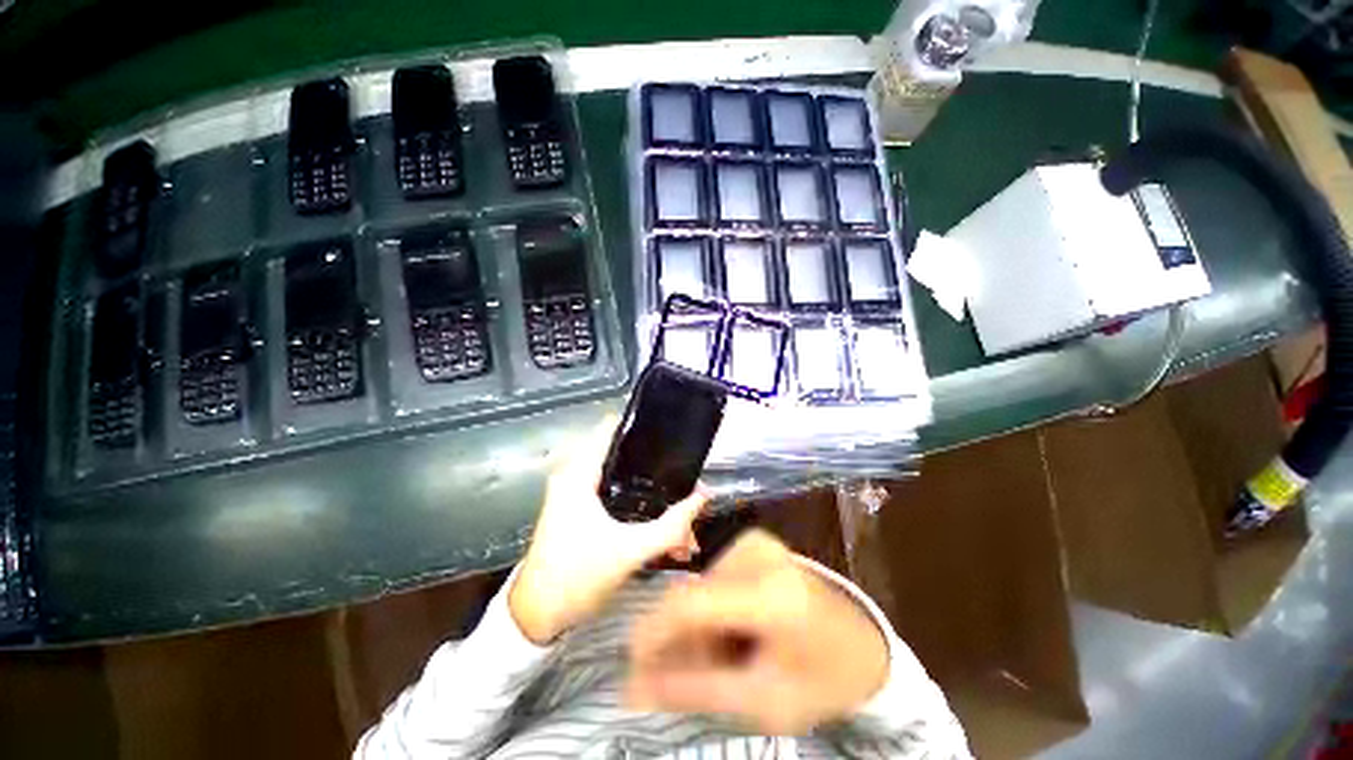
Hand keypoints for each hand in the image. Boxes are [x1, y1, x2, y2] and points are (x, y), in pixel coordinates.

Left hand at [509, 418, 707, 644]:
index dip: (641, 425)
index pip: (611, 429)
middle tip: (682, 476)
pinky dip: (635, 503)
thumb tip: (702, 498)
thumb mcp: (629, 552)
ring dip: (647, 490)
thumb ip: (670, 527)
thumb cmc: (577, 577)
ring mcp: (573, 492)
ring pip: (619, 477)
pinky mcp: (576, 508)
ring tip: (677, 505)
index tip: (670, 431)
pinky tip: (657, 522)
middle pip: (621, 453)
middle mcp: (573, 475)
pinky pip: (611, 493)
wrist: (537, 617)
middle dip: (654, 466)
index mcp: (578, 474)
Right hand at [627, 529, 889, 733]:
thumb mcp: (761, 700)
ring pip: (699, 586)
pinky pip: (712, 576)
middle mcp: (758, 554)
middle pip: (693, 595)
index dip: (652, 632)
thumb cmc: (820, 679)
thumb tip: (632, 689)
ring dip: (698, 627)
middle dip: (682, 640)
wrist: (861, 643)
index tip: (631, 668)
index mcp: (770, 595)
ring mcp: (756, 540)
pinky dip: (712, 609)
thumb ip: (694, 690)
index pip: (691, 604)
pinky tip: (733, 631)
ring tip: (725, 658)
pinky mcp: (754, 539)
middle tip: (690, 678)